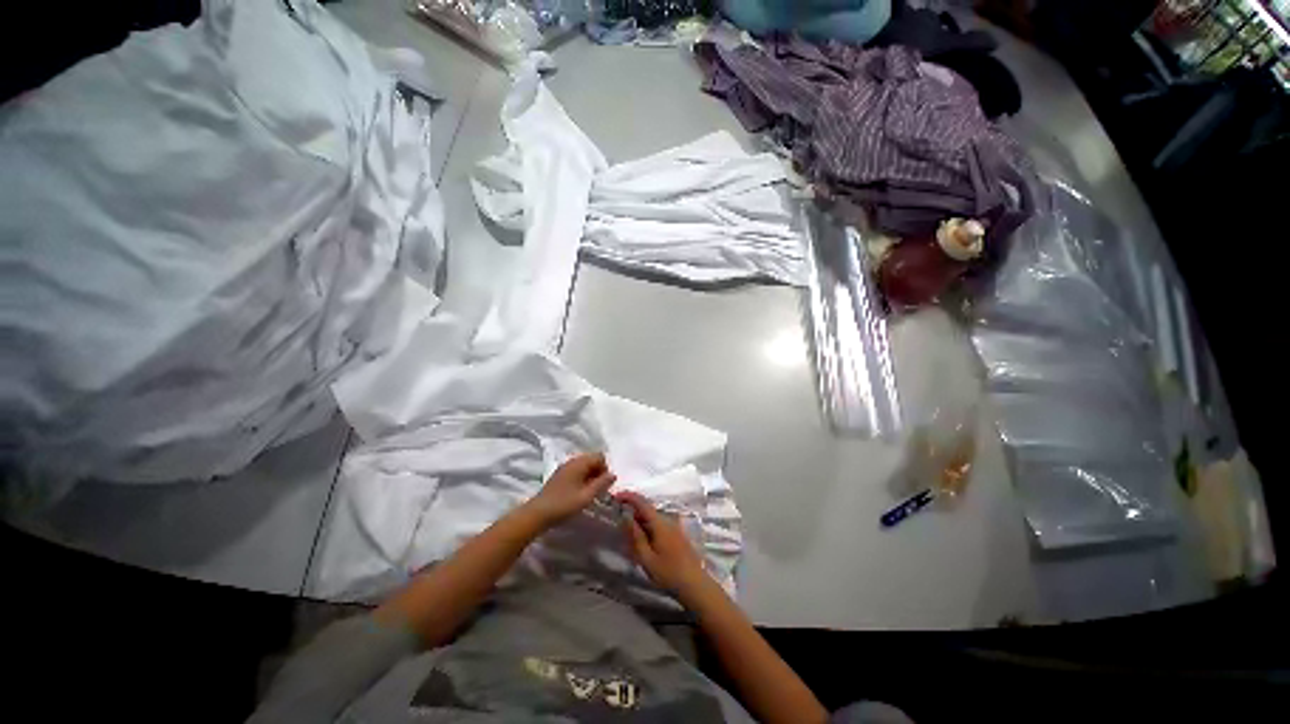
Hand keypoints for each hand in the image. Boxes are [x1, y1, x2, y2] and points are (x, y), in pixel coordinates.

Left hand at [522, 453, 616, 529]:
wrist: (537, 514)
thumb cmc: (564, 504)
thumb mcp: (586, 496)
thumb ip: (602, 484)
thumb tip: (613, 474)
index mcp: (579, 463)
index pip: (599, 456)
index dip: (605, 469)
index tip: (604, 485)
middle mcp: (572, 461)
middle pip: (592, 459)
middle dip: (599, 472)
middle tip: (598, 490)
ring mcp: (564, 468)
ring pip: (584, 466)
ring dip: (591, 476)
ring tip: (590, 493)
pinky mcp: (560, 476)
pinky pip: (576, 471)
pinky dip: (582, 478)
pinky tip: (580, 492)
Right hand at [618, 491, 708, 596]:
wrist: (695, 584)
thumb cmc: (669, 573)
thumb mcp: (647, 558)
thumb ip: (636, 536)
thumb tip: (626, 517)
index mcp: (660, 523)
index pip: (642, 502)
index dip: (628, 497)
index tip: (616, 497)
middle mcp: (668, 520)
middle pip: (647, 509)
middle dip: (632, 510)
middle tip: (619, 520)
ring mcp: (674, 526)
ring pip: (653, 517)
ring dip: (640, 520)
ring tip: (629, 534)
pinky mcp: (677, 534)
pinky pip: (659, 523)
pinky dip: (648, 526)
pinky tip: (644, 541)